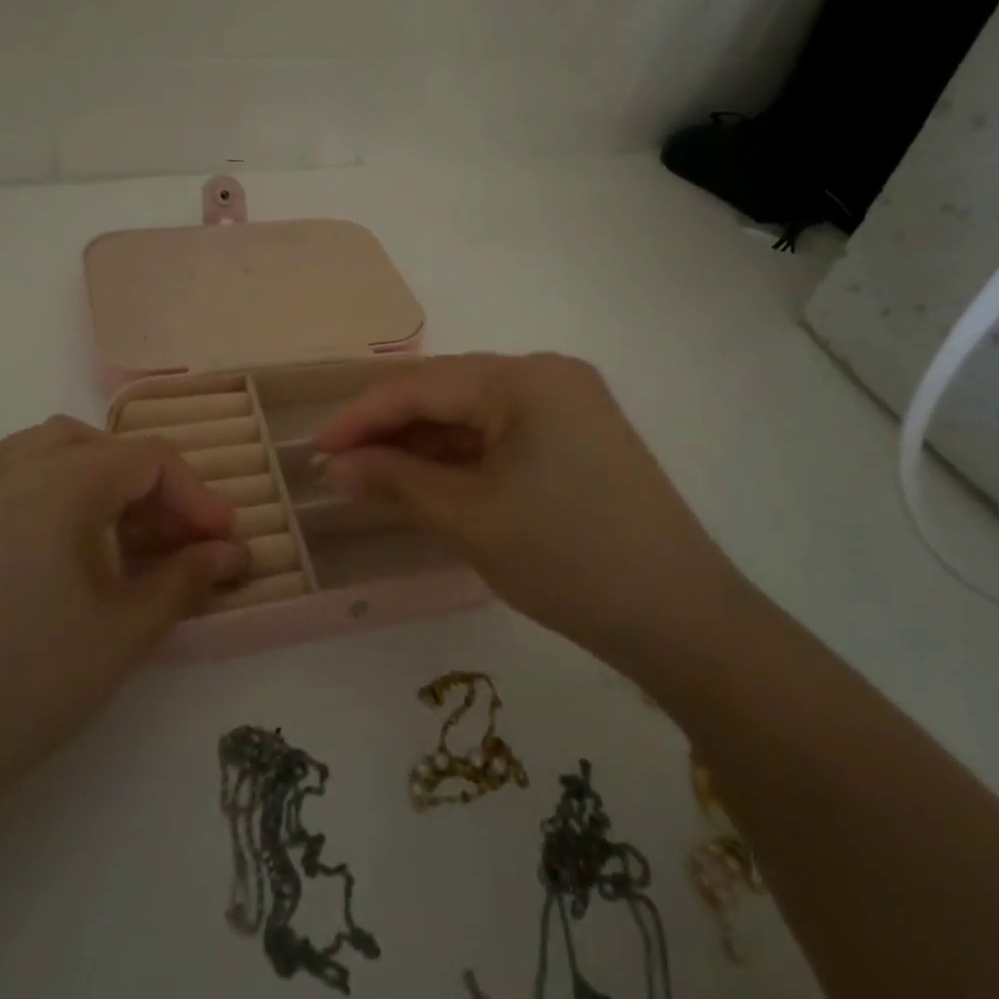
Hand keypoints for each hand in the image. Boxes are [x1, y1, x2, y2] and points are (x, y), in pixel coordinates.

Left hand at [0, 416, 245, 798]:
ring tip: (137, 527)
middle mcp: (20, 468)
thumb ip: (188, 578)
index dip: (197, 496)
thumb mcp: (128, 630)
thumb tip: (234, 553)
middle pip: (111, 450)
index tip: (225, 540)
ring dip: (113, 476)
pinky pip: (24, 463)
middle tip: (188, 543)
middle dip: (160, 491)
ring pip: (66, 446)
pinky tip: (78, 519)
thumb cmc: (35, 683)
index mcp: (61, 486)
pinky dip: (64, 474)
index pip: (150, 460)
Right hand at [314, 353, 741, 661]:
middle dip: (390, 431)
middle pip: (447, 394)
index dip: (362, 416)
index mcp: (527, 378)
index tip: (315, 446)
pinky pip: (501, 437)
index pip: (423, 386)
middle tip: (338, 465)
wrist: (683, 622)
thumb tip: (337, 468)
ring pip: (473, 416)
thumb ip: (396, 481)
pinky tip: (425, 481)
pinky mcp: (576, 440)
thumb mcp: (469, 518)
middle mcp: (548, 376)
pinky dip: (460, 459)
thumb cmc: (568, 560)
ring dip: (422, 446)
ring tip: (370, 476)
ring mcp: (568, 407)